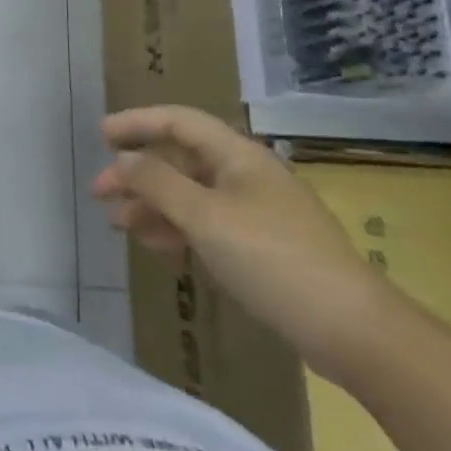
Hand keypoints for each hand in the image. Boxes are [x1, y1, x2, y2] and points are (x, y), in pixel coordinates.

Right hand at [92, 106, 393, 379]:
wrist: (350, 329)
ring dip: (152, 204)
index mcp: (238, 156)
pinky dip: (177, 229)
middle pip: (180, 160)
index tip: (100, 136)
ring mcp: (256, 211)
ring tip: (121, 225)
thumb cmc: (271, 258)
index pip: (178, 121)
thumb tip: (124, 160)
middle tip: (100, 194)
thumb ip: (157, 183)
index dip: (137, 122)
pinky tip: (160, 248)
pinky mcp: (261, 246)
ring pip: (191, 195)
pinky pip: (207, 224)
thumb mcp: (204, 216)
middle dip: (137, 173)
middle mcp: (246, 175)